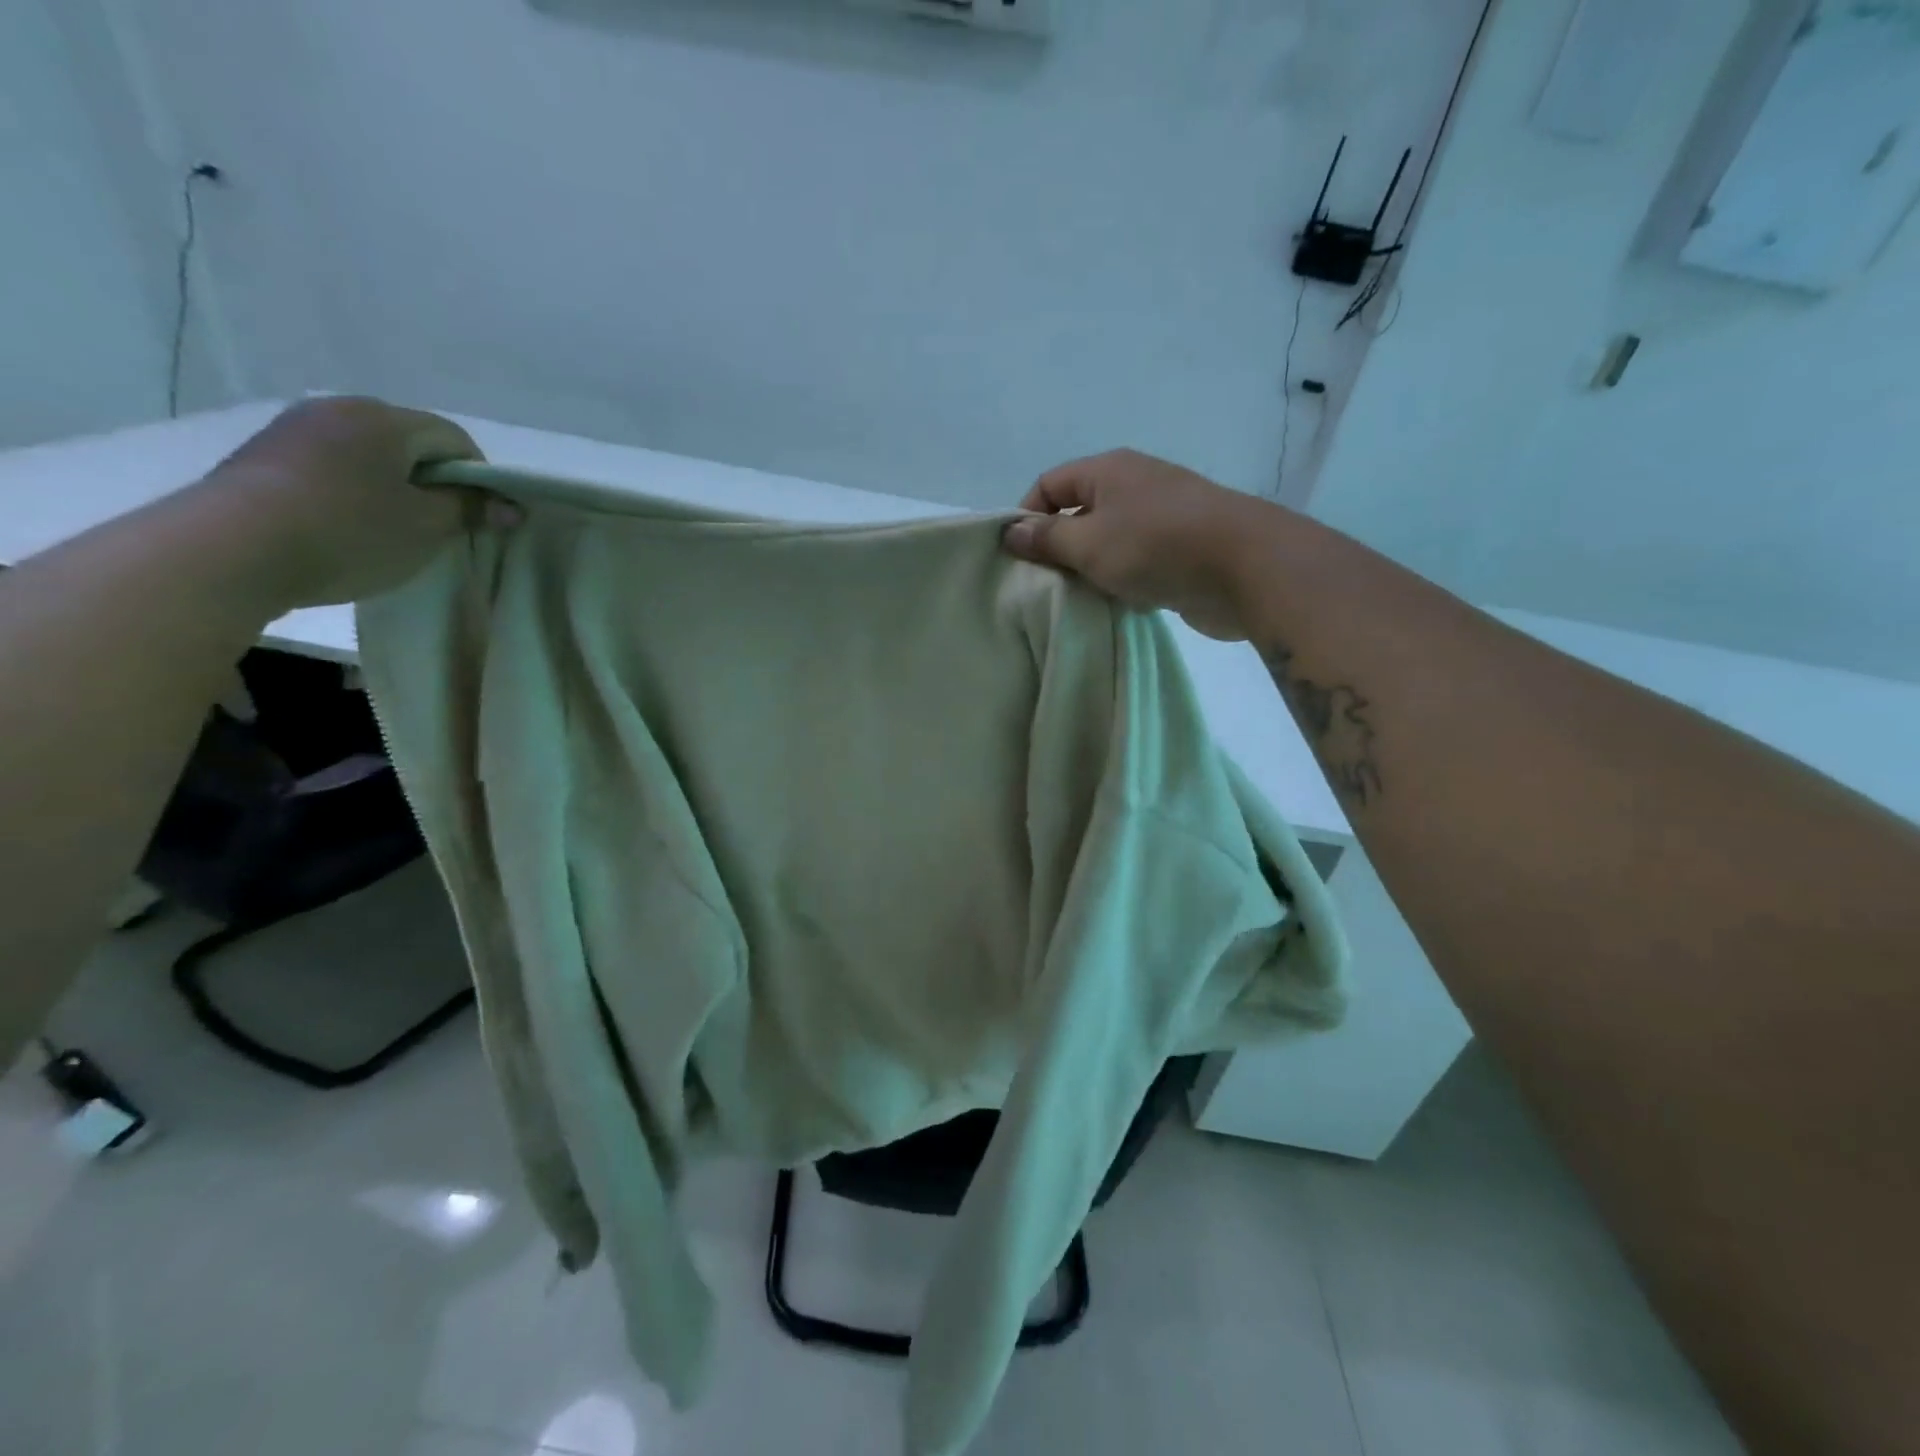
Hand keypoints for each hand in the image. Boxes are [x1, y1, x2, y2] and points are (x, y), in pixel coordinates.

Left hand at [196, 397, 516, 608]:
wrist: (231, 549)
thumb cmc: (349, 532)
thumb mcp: (426, 527)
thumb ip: (471, 510)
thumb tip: (510, 505)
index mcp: (384, 419)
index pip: (454, 438)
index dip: (479, 477)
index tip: (483, 517)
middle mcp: (338, 409)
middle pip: (409, 442)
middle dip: (434, 481)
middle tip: (441, 526)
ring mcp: (294, 429)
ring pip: (368, 454)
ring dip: (392, 487)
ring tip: (393, 531)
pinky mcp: (264, 455)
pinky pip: (331, 466)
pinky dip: (353, 491)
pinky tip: (348, 527)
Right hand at [1001, 449, 1275, 639]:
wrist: (1246, 567)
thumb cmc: (1155, 546)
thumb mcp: (1088, 543)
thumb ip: (1047, 539)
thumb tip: (1010, 532)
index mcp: (1108, 470)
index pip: (1049, 484)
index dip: (1026, 517)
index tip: (1017, 558)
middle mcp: (1134, 485)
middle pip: (1079, 512)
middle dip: (1058, 548)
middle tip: (1043, 585)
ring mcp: (1161, 517)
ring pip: (1108, 541)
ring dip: (1090, 569)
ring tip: (1076, 599)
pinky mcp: (1181, 550)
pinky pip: (1136, 562)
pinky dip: (1122, 581)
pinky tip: (1116, 605)